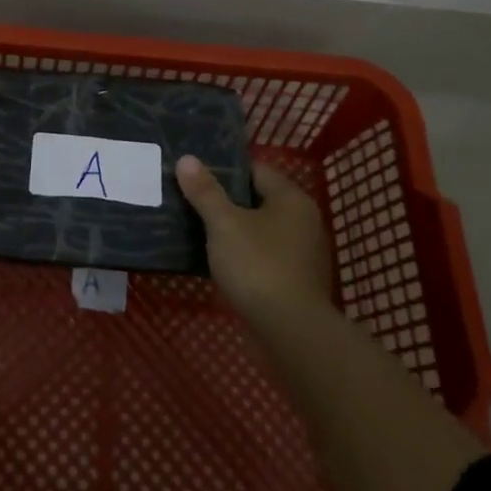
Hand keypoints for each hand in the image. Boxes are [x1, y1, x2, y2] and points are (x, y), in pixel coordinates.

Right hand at [176, 156, 335, 335]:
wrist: (290, 331)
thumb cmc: (258, 266)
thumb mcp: (224, 224)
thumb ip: (205, 191)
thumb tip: (186, 159)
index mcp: (291, 198)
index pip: (256, 170)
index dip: (225, 170)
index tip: (195, 175)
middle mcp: (303, 220)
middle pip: (258, 199)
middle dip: (226, 200)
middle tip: (190, 200)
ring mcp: (302, 252)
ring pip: (260, 229)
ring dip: (234, 229)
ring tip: (198, 229)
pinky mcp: (296, 279)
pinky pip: (264, 254)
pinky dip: (244, 253)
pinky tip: (219, 260)